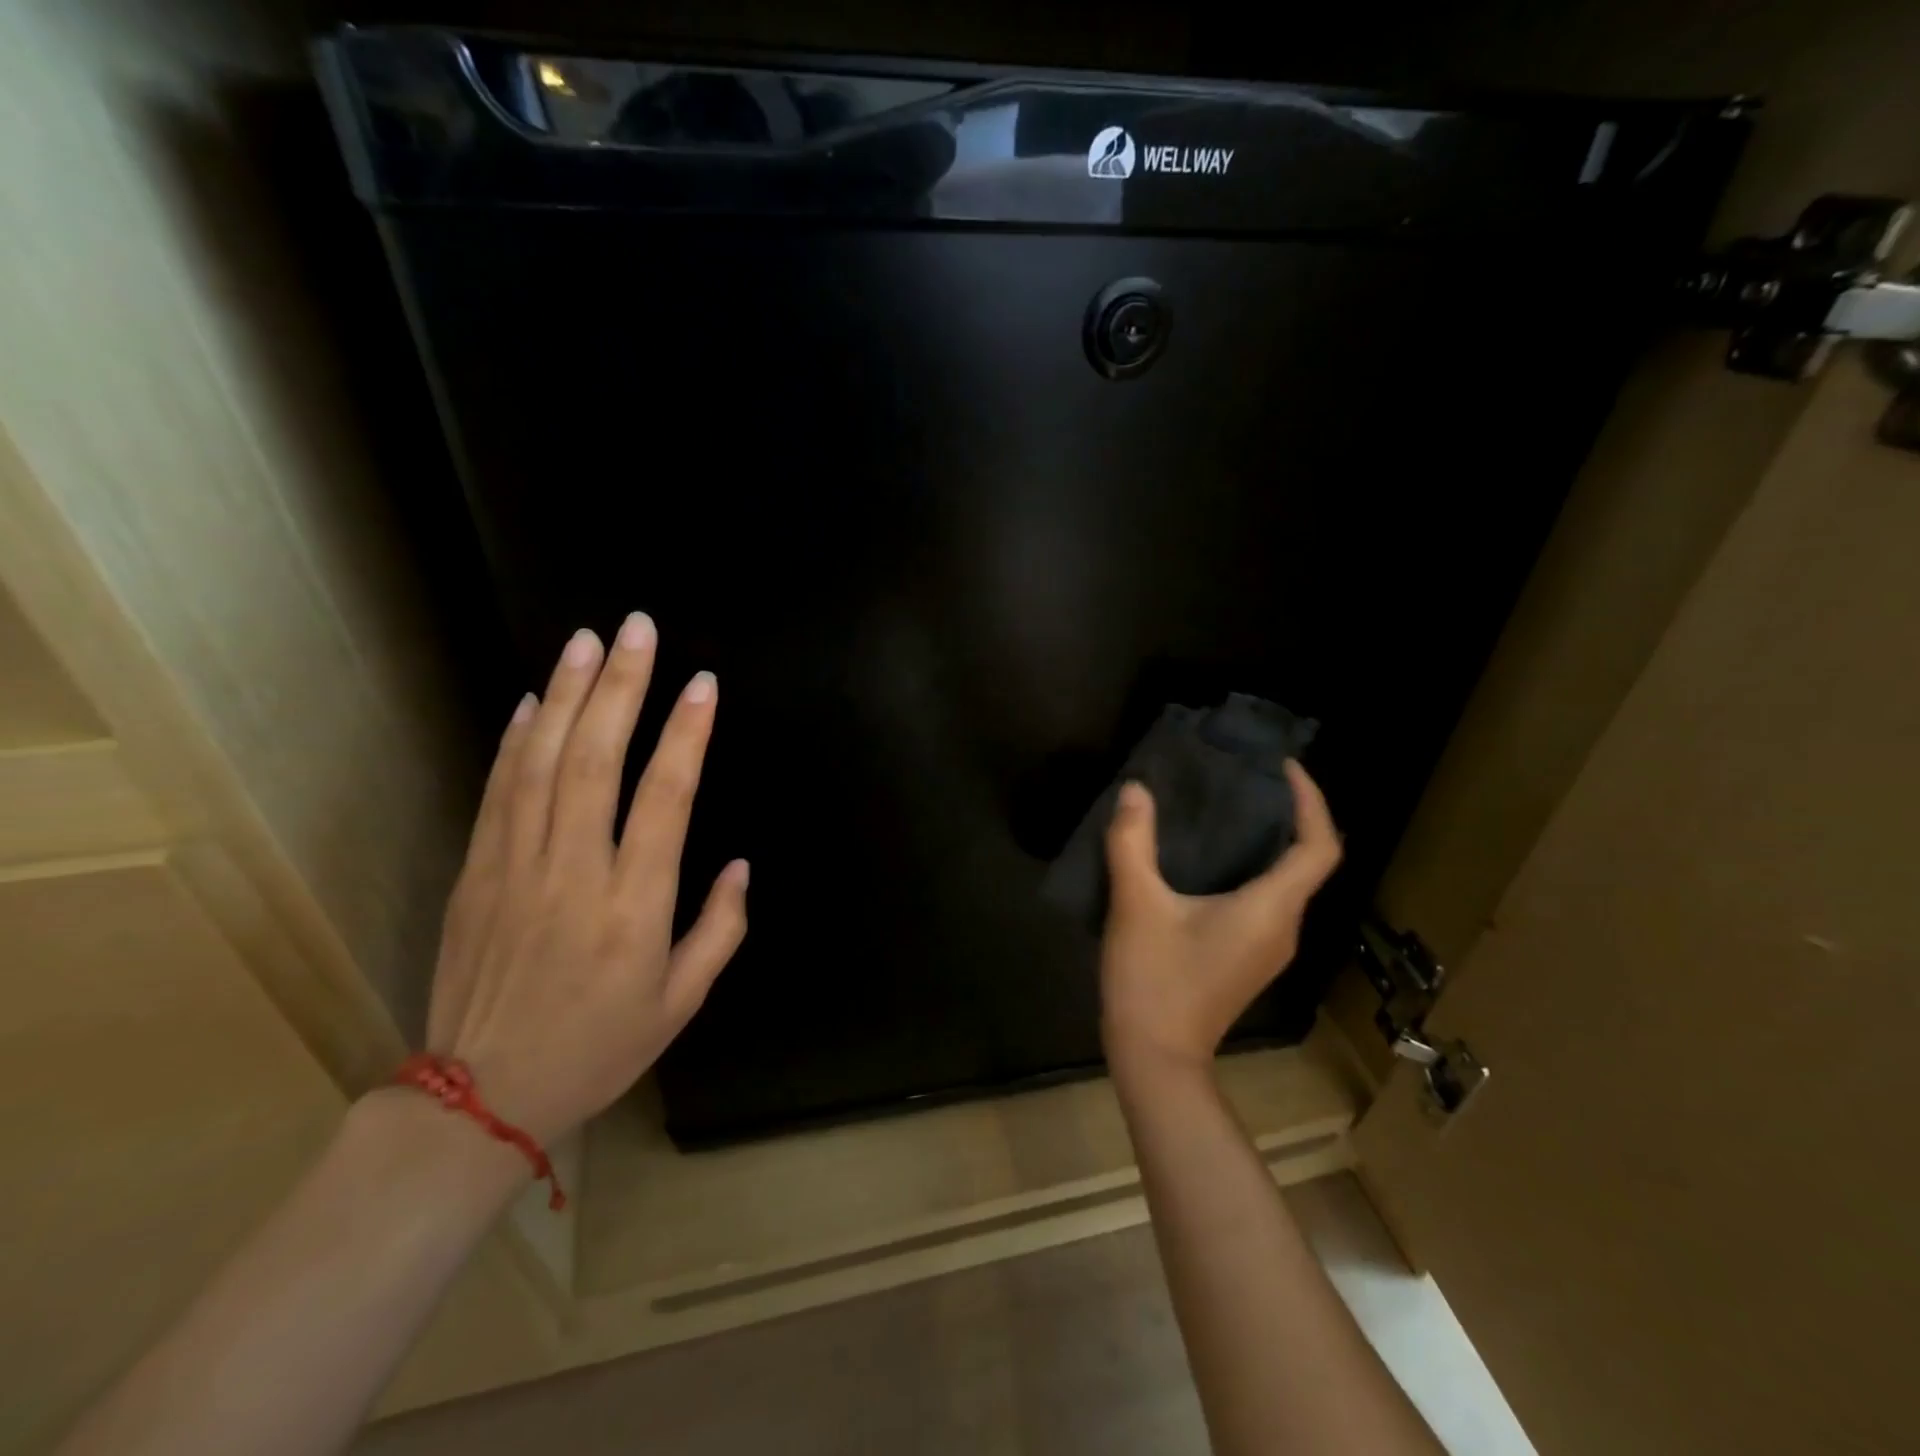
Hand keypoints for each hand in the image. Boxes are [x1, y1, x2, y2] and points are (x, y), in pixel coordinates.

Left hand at [424, 615, 748, 1143]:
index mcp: (634, 906)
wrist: (481, 1097)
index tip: (702, 685)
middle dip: (621, 686)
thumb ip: (720, 928)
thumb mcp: (682, 1002)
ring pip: (541, 762)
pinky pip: (497, 792)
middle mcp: (575, 872)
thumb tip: (738, 864)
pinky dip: (513, 740)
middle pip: (596, 759)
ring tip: (585, 641)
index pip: (665, 798)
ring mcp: (516, 867)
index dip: (686, 735)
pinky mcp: (476, 873)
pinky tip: (529, 701)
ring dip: (565, 695)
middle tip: (637, 629)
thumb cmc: (599, 1046)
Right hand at [1099, 761, 1340, 1076]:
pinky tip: (1210, 858)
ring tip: (1227, 808)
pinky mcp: (1250, 957)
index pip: (1319, 847)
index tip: (1284, 768)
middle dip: (1289, 814)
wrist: (1156, 1058)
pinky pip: (1268, 899)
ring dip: (1270, 842)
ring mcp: (1270, 947)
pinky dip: (1254, 868)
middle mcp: (1284, 927)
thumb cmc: (1153, 979)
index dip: (1311, 801)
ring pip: (1287, 882)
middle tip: (1248, 778)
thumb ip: (1132, 842)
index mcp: (1270, 909)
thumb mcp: (1135, 904)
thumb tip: (1135, 790)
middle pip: (1308, 861)